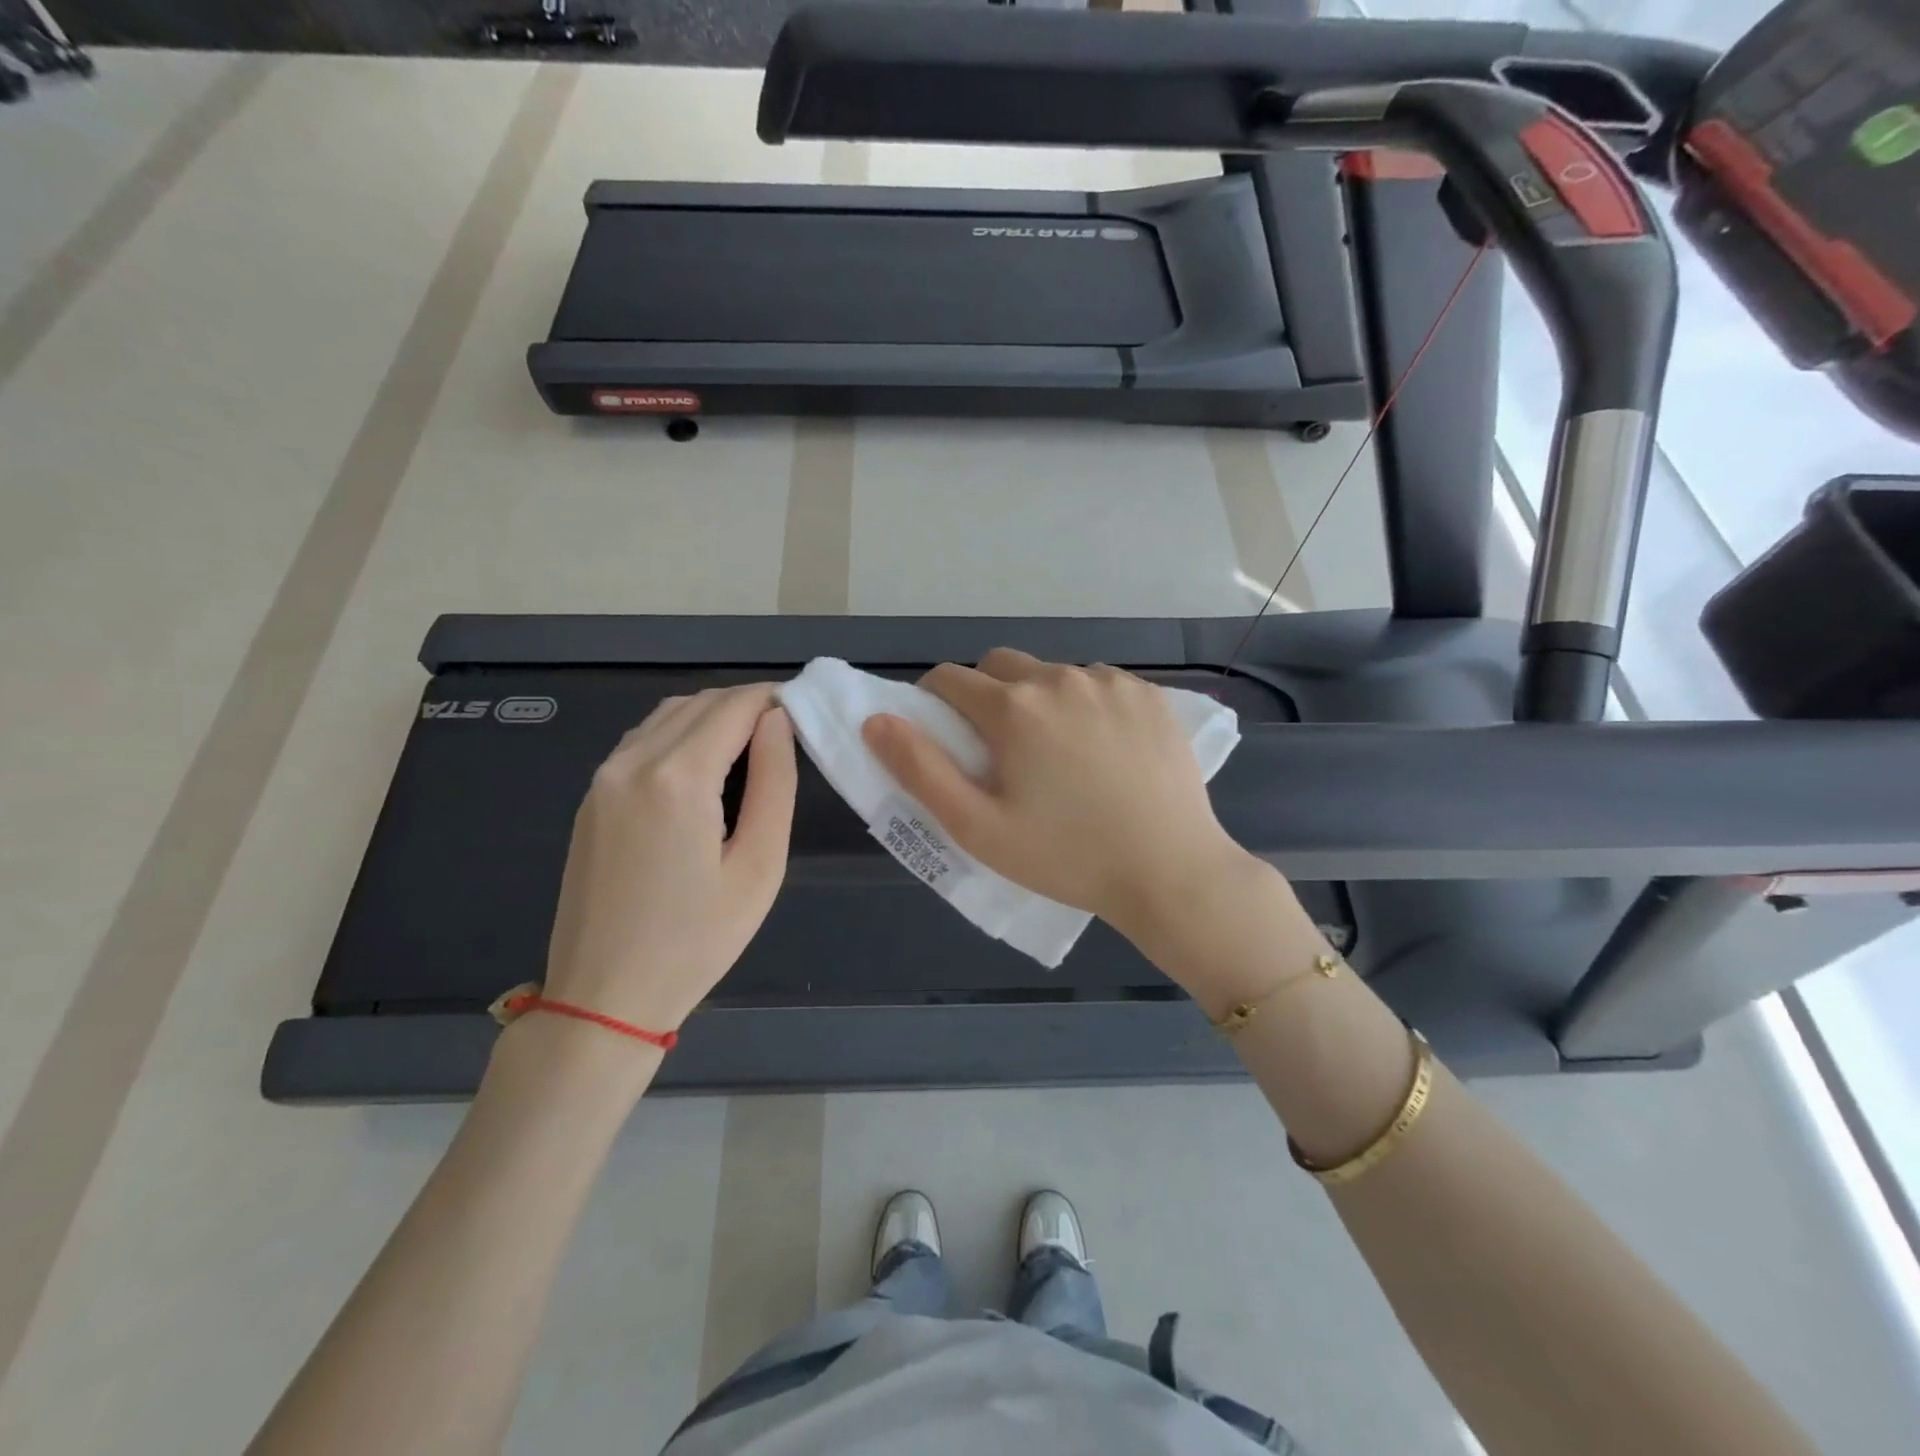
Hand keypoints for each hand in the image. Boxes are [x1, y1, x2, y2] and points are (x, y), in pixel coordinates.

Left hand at [541, 685, 795, 1034]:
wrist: (603, 998)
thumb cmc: (696, 941)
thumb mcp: (760, 866)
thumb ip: (775, 783)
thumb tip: (778, 722)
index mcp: (678, 778)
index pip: (734, 706)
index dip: (774, 699)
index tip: (805, 714)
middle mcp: (632, 761)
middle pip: (700, 703)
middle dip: (746, 705)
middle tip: (785, 736)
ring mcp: (603, 777)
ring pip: (667, 715)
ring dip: (712, 717)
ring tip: (750, 751)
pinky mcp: (591, 797)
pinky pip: (642, 741)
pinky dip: (680, 735)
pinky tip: (703, 770)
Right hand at [862, 649, 1245, 935]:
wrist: (1170, 871)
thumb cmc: (1066, 857)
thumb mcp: (979, 828)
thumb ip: (921, 770)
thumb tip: (876, 720)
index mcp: (1013, 708)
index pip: (949, 679)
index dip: (935, 703)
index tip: (946, 737)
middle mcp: (1061, 677)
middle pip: (1000, 666)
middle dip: (986, 695)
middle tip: (1001, 749)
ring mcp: (1112, 682)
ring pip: (1053, 674)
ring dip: (1040, 699)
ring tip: (1060, 755)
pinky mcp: (1150, 694)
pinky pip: (1100, 683)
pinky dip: (1087, 704)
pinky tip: (1105, 750)